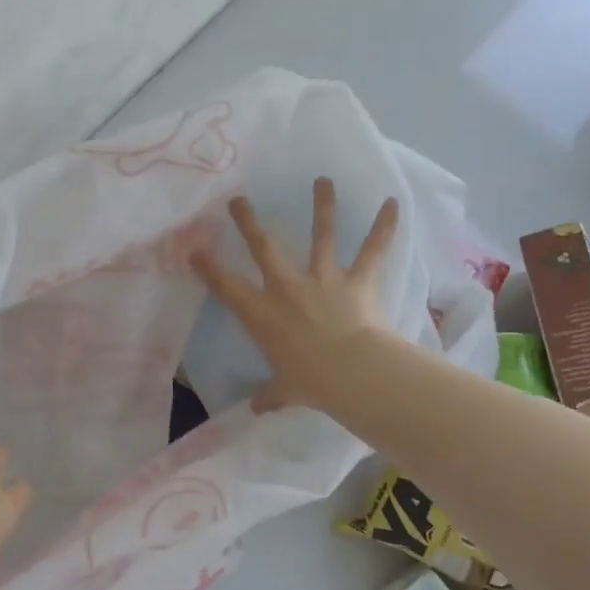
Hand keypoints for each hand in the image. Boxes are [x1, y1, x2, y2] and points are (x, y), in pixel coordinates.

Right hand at [191, 178, 396, 417]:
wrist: (351, 372)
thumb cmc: (310, 382)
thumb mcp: (284, 391)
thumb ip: (270, 396)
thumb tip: (257, 409)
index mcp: (261, 313)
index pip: (225, 285)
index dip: (208, 267)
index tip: (195, 250)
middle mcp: (286, 287)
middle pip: (264, 247)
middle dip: (249, 221)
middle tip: (238, 199)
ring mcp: (322, 279)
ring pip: (321, 235)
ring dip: (322, 206)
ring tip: (323, 180)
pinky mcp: (356, 280)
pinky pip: (372, 250)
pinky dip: (385, 227)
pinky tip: (394, 203)